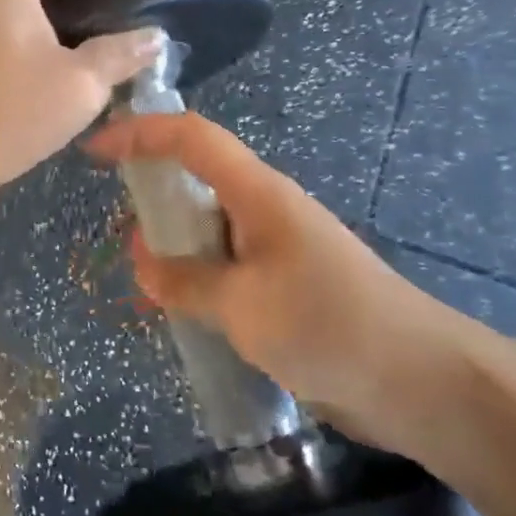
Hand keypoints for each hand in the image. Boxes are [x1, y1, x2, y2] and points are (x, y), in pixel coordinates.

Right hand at [86, 111, 473, 451]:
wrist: (420, 381)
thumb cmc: (327, 324)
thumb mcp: (241, 305)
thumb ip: (185, 281)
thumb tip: (145, 264)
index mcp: (257, 192)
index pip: (190, 137)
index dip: (139, 133)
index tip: (94, 151)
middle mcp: (265, 208)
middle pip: (198, 176)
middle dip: (154, 193)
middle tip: (122, 233)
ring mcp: (278, 246)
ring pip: (210, 225)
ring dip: (175, 243)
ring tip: (146, 281)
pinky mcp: (287, 283)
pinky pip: (228, 264)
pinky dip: (198, 275)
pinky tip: (183, 310)